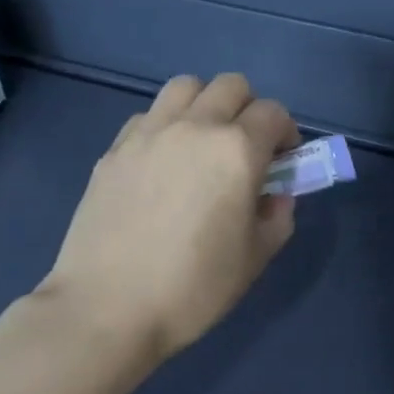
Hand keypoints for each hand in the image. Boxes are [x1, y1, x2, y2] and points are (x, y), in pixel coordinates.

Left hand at [41, 73, 299, 361]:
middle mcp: (194, 127)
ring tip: (203, 144)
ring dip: (205, 104)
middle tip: (247, 149)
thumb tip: (275, 196)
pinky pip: (149, 115)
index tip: (283, 160)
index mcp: (236, 150)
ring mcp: (148, 133)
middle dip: (248, 109)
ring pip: (185, 87)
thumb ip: (277, 217)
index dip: (286, 132)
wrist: (108, 307)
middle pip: (231, 86)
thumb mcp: (255, 258)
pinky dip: (166, 125)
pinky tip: (162, 163)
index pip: (273, 113)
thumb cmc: (193, 287)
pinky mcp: (114, 149)